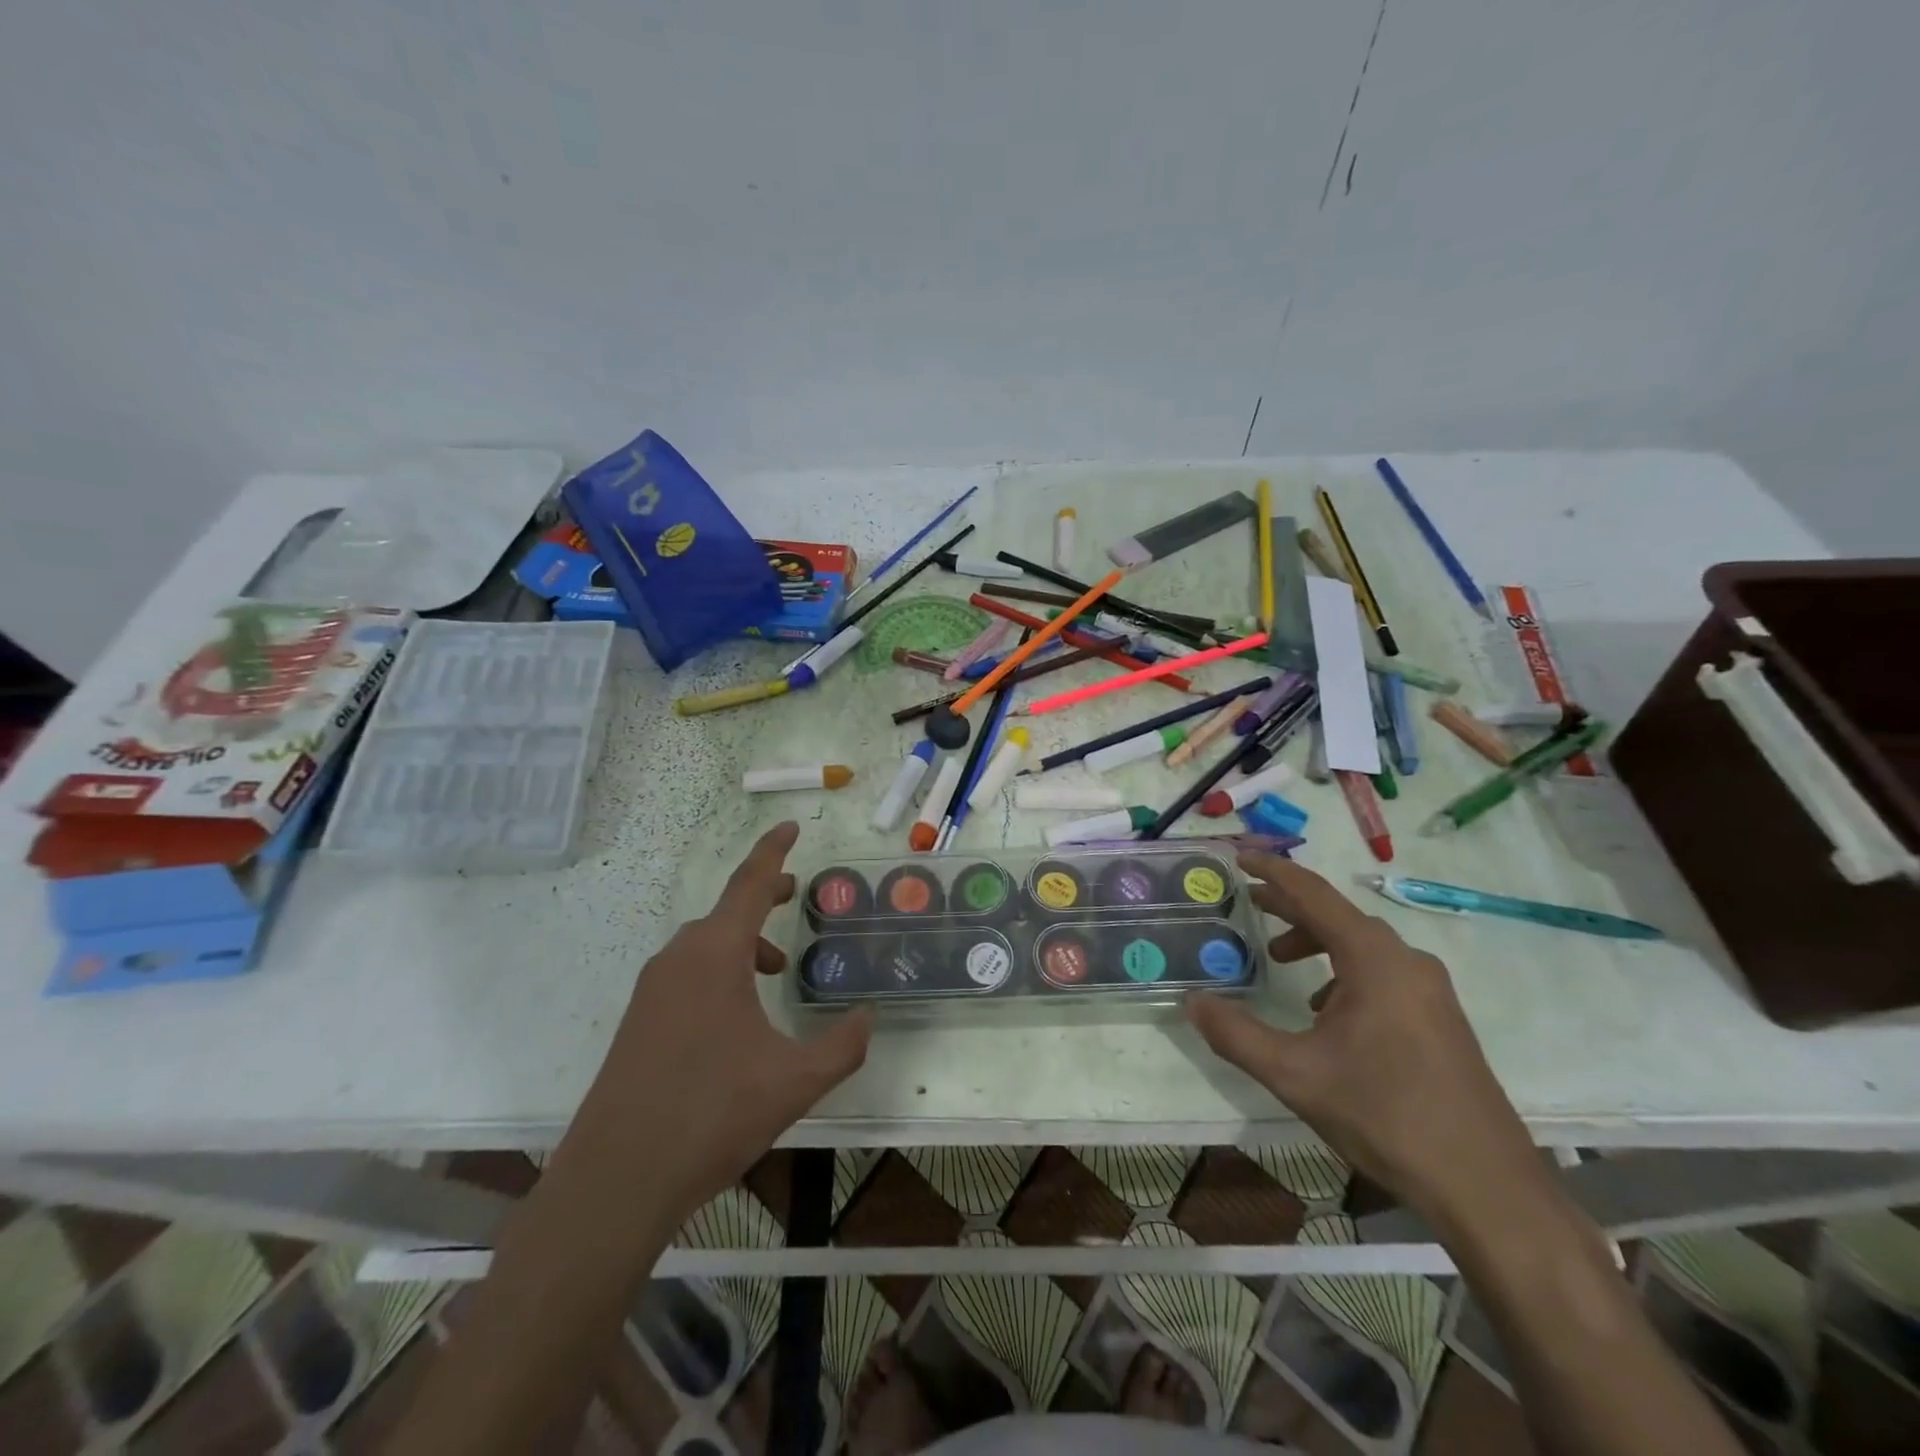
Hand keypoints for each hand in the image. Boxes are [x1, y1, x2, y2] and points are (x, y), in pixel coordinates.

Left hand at [573, 822, 871, 1223]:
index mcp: (714, 955)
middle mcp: (678, 959)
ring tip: (775, 970)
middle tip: (794, 895)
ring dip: (742, 942)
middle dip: (763, 897)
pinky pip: (686, 971)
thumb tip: (870, 1017)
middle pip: (727, 910)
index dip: (772, 851)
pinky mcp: (638, 1020)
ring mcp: (652, 990)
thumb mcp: (794, 1082)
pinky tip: (736, 1015)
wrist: (616, 1180)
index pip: (749, 884)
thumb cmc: (711, 1115)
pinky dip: (719, 970)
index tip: (789, 825)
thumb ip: (842, 1045)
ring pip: (705, 944)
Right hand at [1186, 852, 1544, 1226]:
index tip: (1239, 856)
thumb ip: (1236, 1034)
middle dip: (1289, 906)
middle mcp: (1405, 961)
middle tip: (1247, 903)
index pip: (1314, 894)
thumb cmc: (1386, 1116)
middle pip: (1338, 915)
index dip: (1273, 871)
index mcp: (1374, 959)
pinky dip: (1342, 971)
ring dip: (1315, 941)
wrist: (1487, 1188)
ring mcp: (1429, 990)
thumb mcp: (1295, 1075)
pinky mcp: (1439, 1017)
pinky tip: (1324, 1010)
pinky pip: (1381, 971)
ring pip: (1361, 944)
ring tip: (1279, 960)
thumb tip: (1191, 1002)